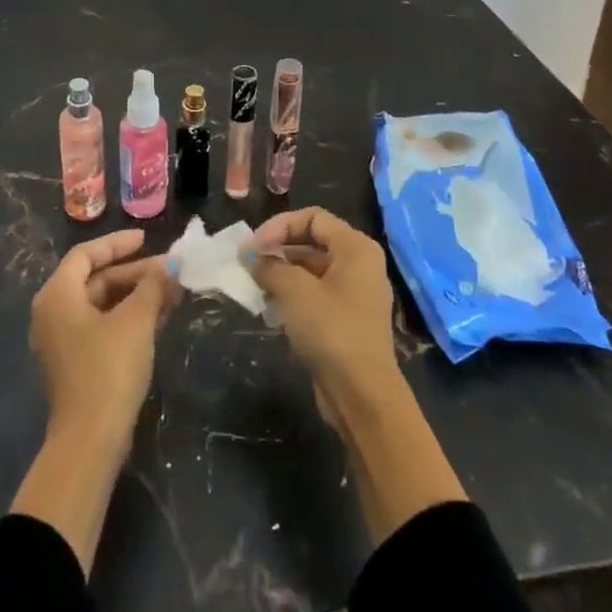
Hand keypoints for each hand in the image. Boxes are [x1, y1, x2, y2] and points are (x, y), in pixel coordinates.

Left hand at [29, 228, 174, 453]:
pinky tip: (160, 318)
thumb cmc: (108, 368)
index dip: (117, 244)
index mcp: (57, 295)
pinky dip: (128, 318)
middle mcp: (53, 313)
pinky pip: (102, 326)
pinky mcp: (75, 364)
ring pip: (102, 305)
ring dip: (136, 296)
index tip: (146, 238)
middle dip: (135, 273)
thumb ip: (152, 286)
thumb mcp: (135, 321)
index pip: (86, 255)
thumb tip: (170, 265)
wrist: (90, 440)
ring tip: (172, 292)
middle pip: (96, 280)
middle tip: (169, 270)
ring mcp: (62, 341)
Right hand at [245, 207, 400, 414]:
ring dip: (281, 274)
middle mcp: (360, 265)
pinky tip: (270, 309)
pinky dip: (292, 296)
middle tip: (248, 264)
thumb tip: (253, 258)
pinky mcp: (346, 321)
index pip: (313, 217)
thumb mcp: (294, 291)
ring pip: (311, 271)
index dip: (279, 226)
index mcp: (356, 248)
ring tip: (255, 286)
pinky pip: (315, 295)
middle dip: (277, 250)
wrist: (362, 395)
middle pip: (312, 242)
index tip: (254, 247)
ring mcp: (355, 294)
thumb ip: (270, 266)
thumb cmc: (331, 330)